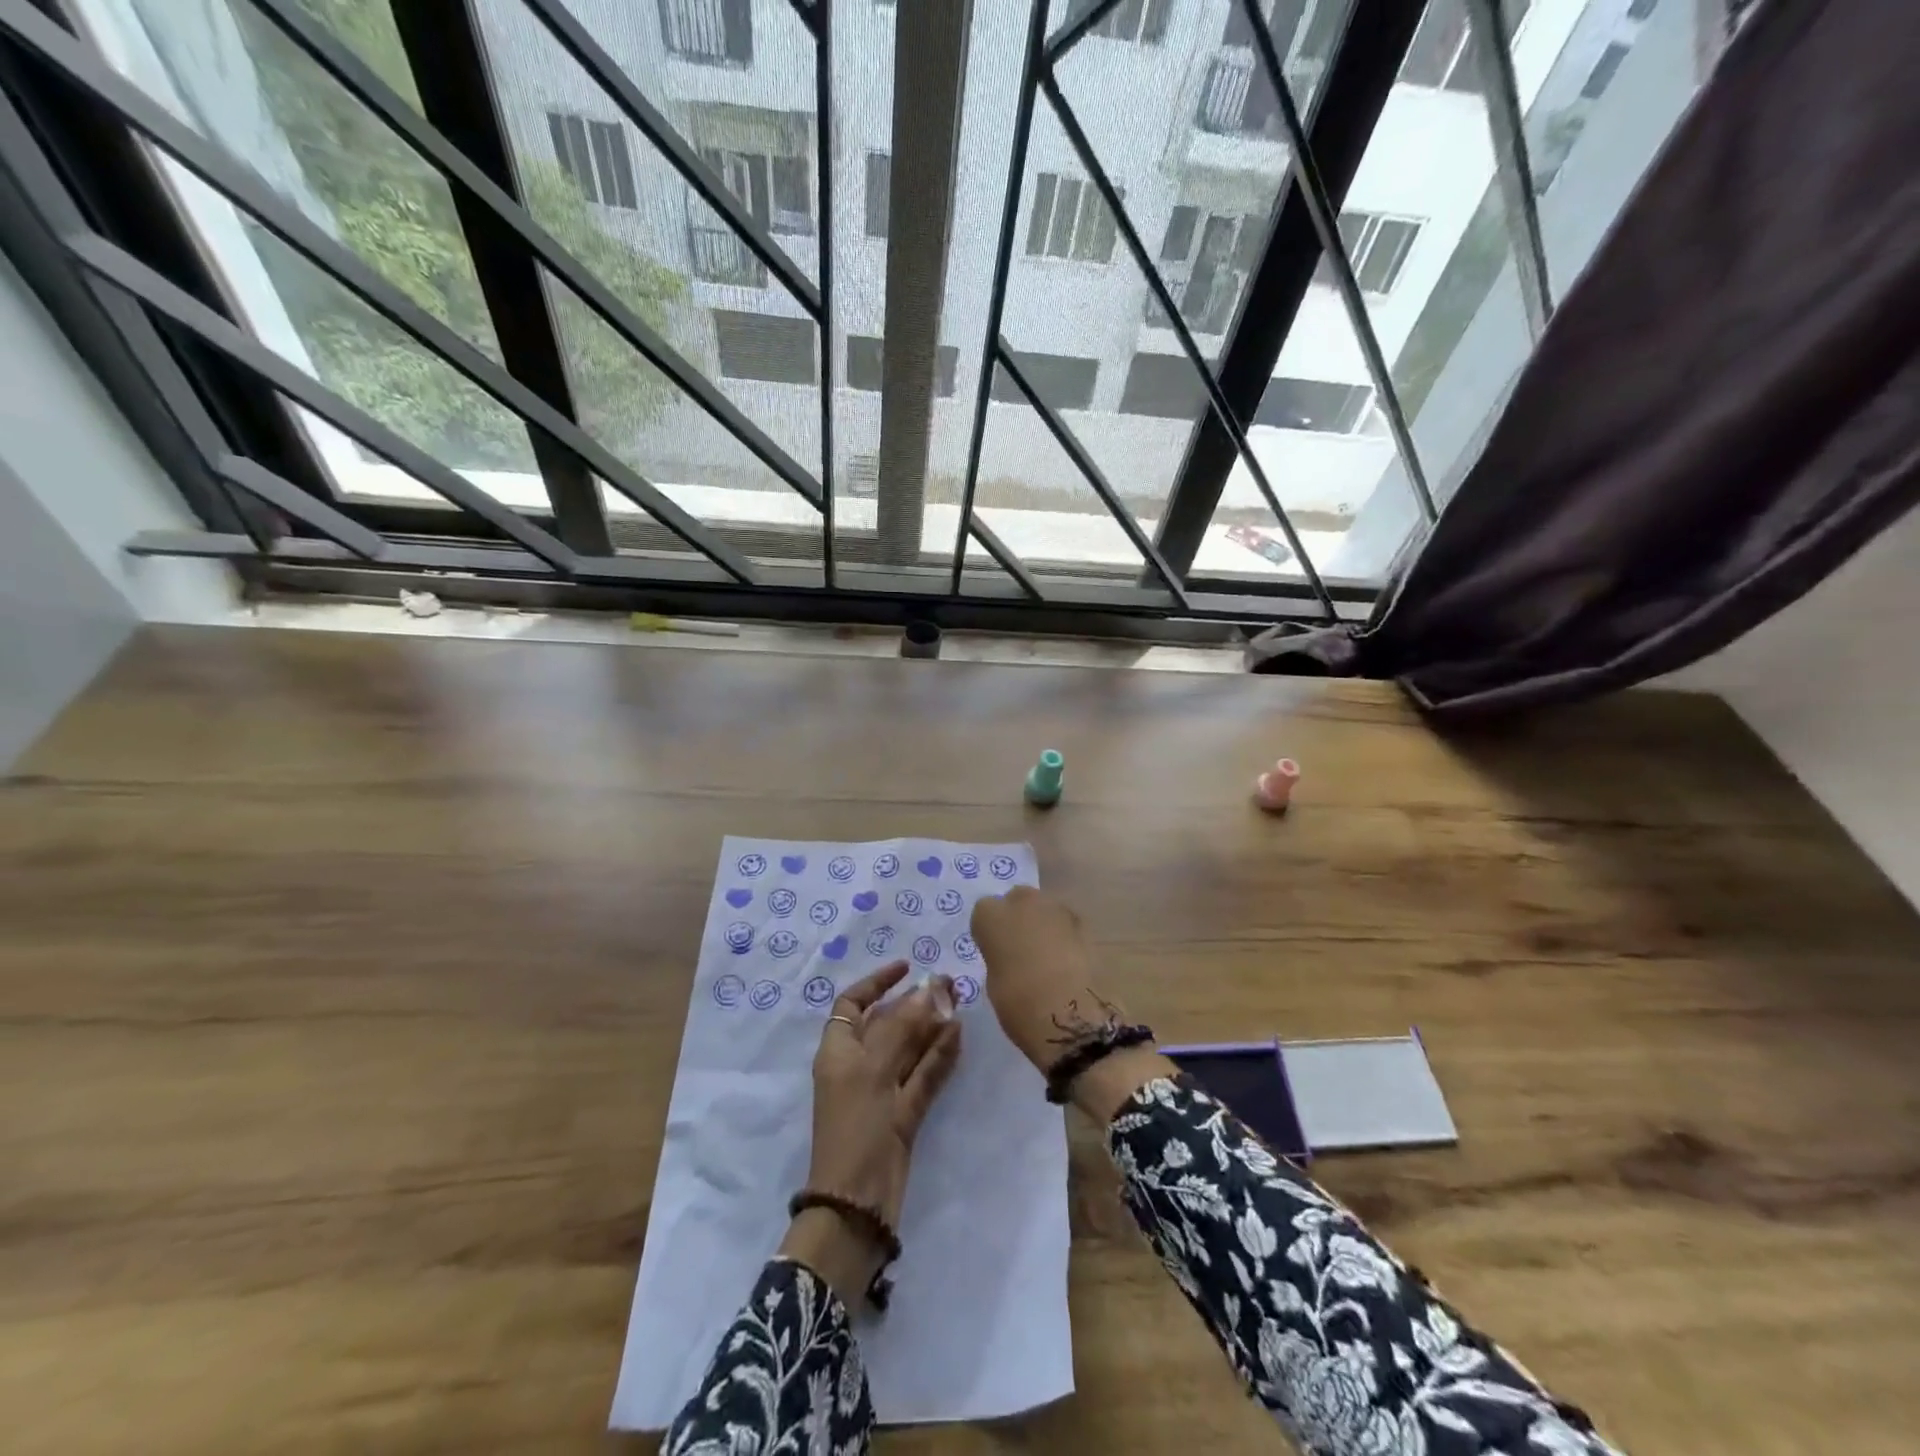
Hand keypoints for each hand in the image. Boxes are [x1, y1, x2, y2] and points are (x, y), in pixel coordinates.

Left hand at [780, 961, 961, 1302]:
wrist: (857, 1203)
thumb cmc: (854, 1125)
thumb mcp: (872, 1068)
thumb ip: (901, 1026)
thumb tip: (927, 988)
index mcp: (839, 1050)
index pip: (853, 1003)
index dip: (877, 982)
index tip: (907, 968)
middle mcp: (859, 1065)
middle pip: (888, 1022)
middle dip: (916, 1002)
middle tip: (950, 984)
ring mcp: (883, 1090)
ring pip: (910, 1047)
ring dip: (932, 1025)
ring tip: (960, 1003)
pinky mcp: (905, 1113)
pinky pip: (923, 1075)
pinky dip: (940, 1056)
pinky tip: (959, 1035)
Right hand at [970, 886, 1170, 1123]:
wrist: (1071, 1014)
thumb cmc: (1019, 1004)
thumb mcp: (994, 981)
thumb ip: (1000, 957)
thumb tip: (1010, 958)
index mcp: (991, 915)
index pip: (984, 912)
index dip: (991, 931)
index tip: (995, 951)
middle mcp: (1022, 902)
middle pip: (1017, 900)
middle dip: (1019, 918)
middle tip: (1021, 949)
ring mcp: (1056, 908)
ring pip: (1045, 909)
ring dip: (1044, 925)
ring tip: (1047, 957)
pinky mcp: (1084, 923)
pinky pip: (1066, 924)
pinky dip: (1065, 937)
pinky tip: (1067, 962)